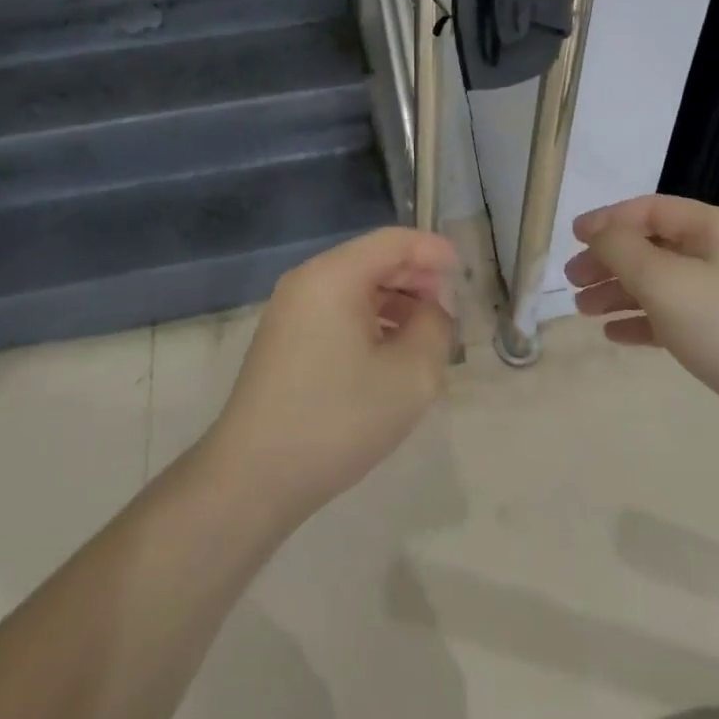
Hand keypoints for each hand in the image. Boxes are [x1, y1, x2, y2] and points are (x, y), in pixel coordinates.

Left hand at [205, 228, 458, 526]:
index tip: (464, 274)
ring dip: (395, 302)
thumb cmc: (338, 419)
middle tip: (450, 310)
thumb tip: (434, 308)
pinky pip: (337, 310)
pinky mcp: (284, 338)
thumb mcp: (411, 376)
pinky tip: (390, 353)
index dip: (433, 251)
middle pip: (373, 260)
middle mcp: (307, 280)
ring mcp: (290, 309)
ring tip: (426, 335)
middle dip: (416, 278)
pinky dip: (370, 319)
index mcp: (334, 275)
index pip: (393, 241)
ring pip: (355, 287)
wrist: (254, 477)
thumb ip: (436, 328)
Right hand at [565, 195, 718, 465]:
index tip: (573, 237)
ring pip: (661, 284)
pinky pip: (675, 318)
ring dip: (620, 291)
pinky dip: (643, 321)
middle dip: (610, 260)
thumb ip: (621, 249)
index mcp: (718, 229)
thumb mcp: (664, 281)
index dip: (609, 219)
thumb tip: (598, 234)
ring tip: (583, 309)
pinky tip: (614, 334)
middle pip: (654, 247)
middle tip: (573, 280)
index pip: (652, 210)